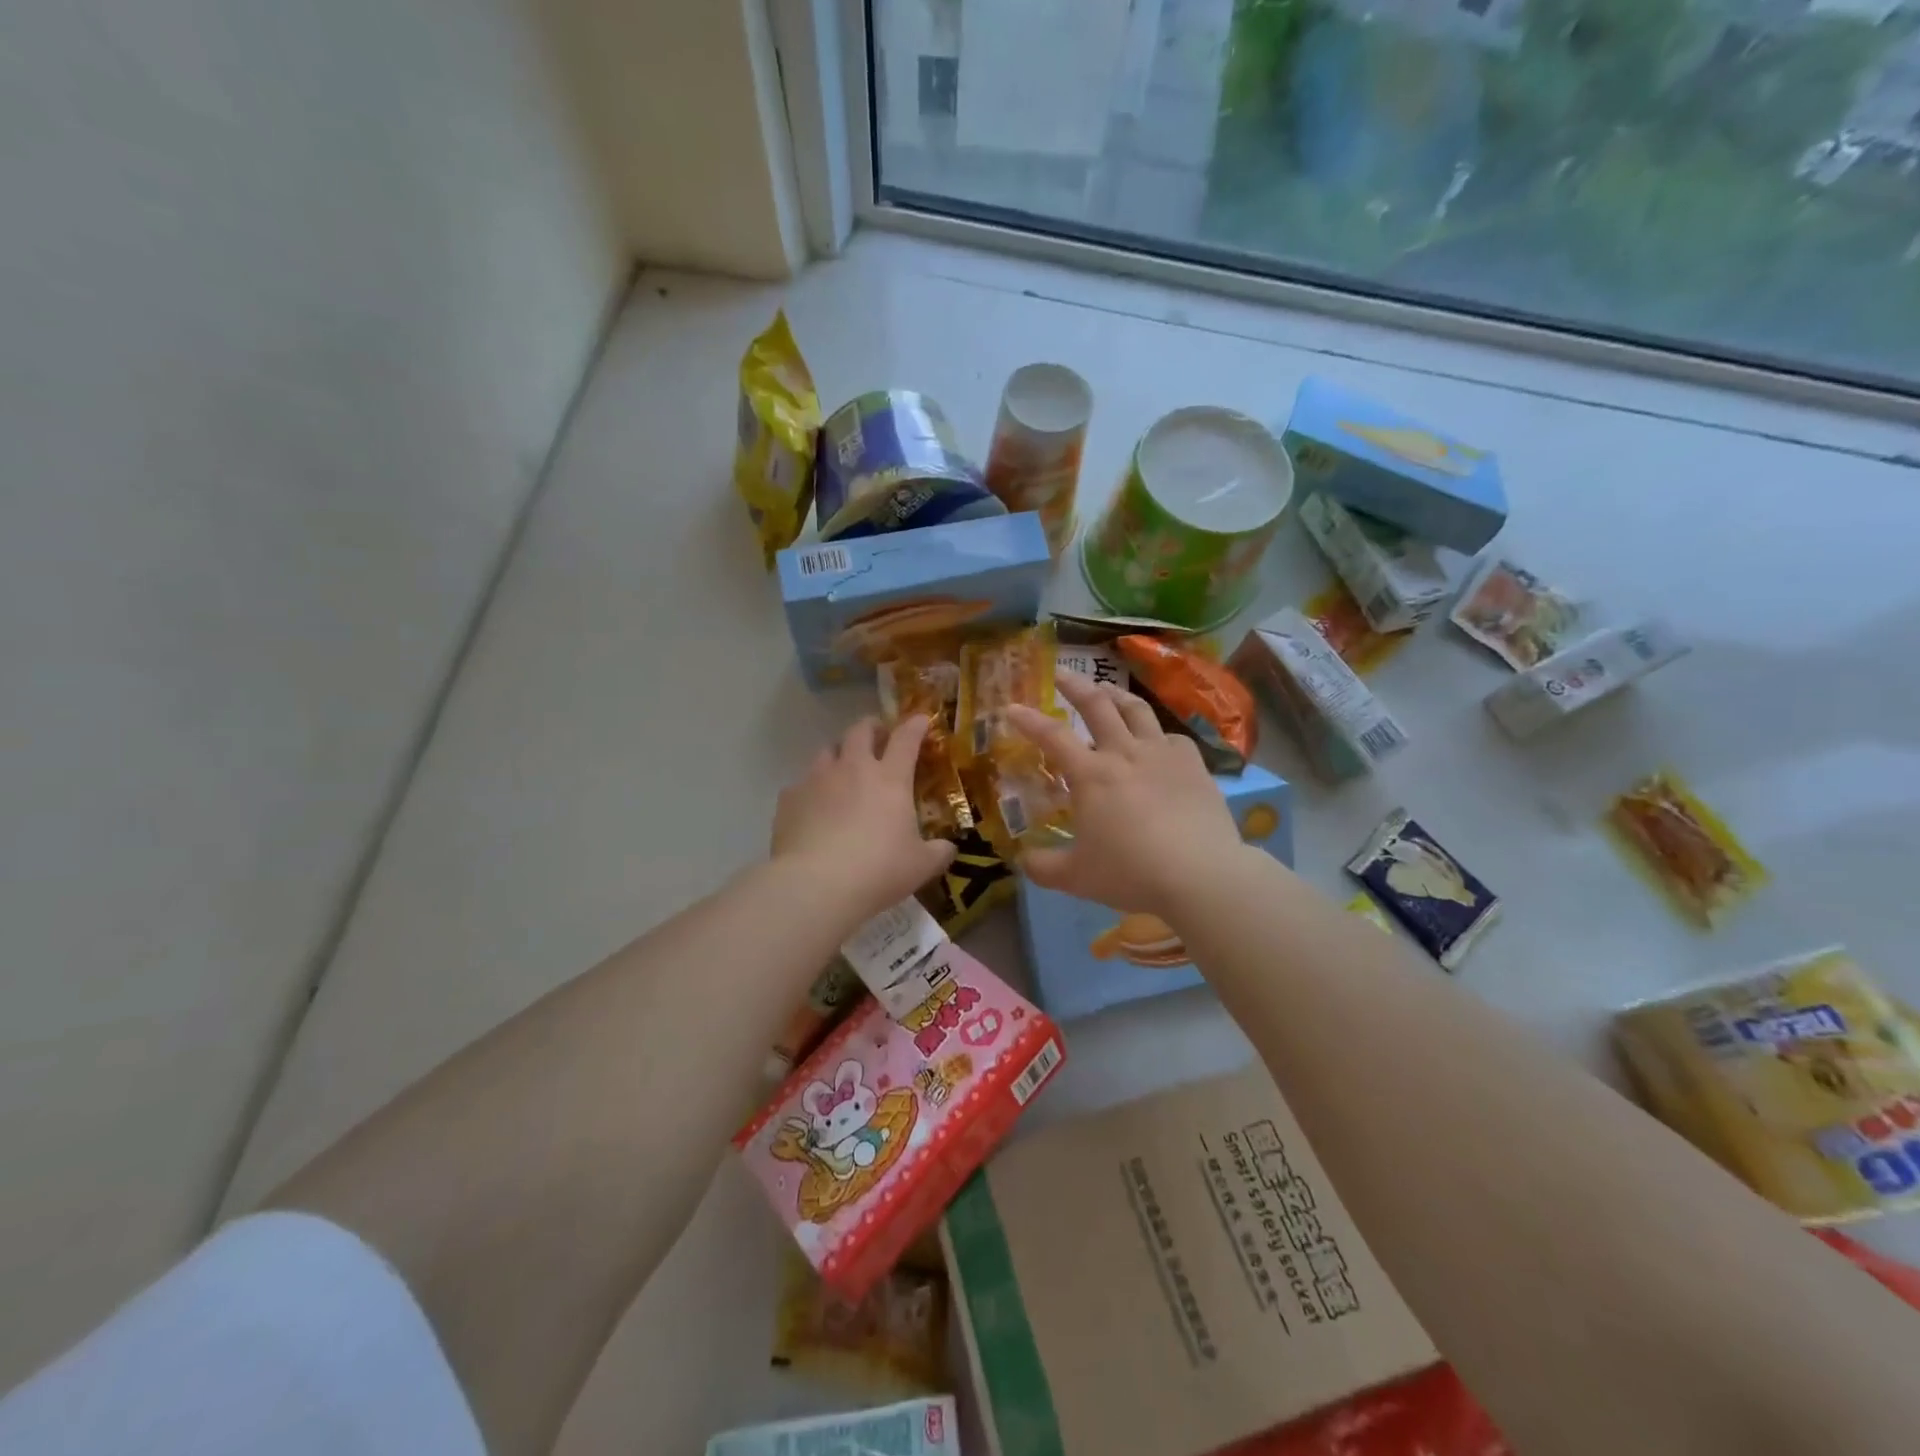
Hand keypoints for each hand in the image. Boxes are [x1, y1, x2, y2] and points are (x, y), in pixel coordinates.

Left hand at [771, 716, 956, 922]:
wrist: (816, 885)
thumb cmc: (878, 870)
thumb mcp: (920, 866)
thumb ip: (938, 853)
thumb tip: (948, 848)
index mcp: (890, 779)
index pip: (906, 739)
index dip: (915, 726)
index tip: (921, 720)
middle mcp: (853, 768)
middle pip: (861, 730)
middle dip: (872, 727)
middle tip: (878, 736)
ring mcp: (817, 780)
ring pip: (827, 750)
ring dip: (839, 753)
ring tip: (843, 768)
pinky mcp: (789, 798)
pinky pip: (802, 783)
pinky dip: (812, 788)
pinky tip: (814, 807)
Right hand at [1008, 672, 1243, 916]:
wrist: (1202, 875)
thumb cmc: (1131, 873)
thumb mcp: (1076, 878)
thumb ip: (1043, 866)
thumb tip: (1023, 861)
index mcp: (1091, 775)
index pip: (1052, 736)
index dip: (1028, 720)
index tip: (1011, 707)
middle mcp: (1124, 753)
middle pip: (1097, 705)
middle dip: (1074, 685)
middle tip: (1061, 674)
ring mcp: (1162, 754)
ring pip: (1136, 710)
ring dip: (1116, 695)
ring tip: (1107, 690)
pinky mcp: (1194, 765)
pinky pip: (1172, 737)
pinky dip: (1157, 734)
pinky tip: (1156, 741)